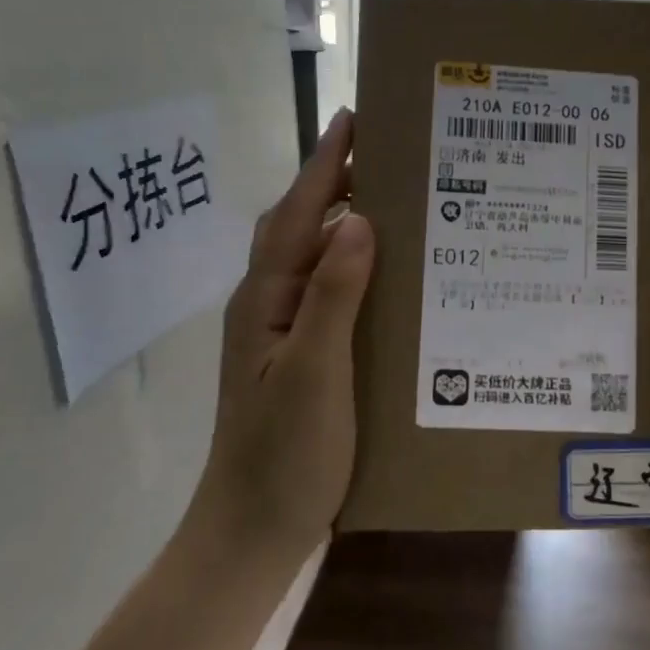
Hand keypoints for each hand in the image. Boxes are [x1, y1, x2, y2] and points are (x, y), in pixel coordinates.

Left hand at [198, 110, 374, 557]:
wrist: (253, 530)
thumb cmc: (284, 454)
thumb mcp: (312, 372)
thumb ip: (331, 295)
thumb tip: (358, 221)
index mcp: (265, 299)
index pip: (297, 215)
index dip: (325, 165)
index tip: (354, 119)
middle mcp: (268, 305)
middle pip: (299, 227)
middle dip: (334, 183)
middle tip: (388, 156)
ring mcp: (281, 333)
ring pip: (314, 259)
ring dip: (345, 224)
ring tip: (396, 204)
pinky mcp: (300, 358)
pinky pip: (327, 293)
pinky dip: (354, 269)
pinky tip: (388, 278)